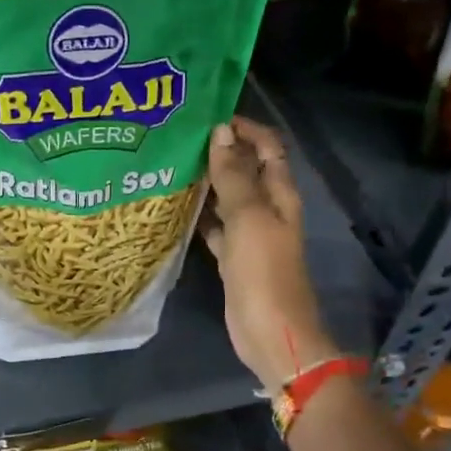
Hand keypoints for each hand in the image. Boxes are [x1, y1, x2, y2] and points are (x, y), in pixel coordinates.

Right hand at [199, 118, 333, 390]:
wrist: (271, 334)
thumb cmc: (263, 273)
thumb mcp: (248, 219)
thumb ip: (233, 176)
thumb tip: (221, 132)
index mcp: (280, 194)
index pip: (268, 147)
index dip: (245, 128)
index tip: (208, 116)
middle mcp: (267, 209)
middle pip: (246, 170)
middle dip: (220, 151)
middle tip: (179, 138)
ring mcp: (250, 234)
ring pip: (228, 198)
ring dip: (207, 182)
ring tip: (170, 165)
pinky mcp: (234, 257)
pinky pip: (216, 227)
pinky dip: (200, 216)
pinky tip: (175, 207)